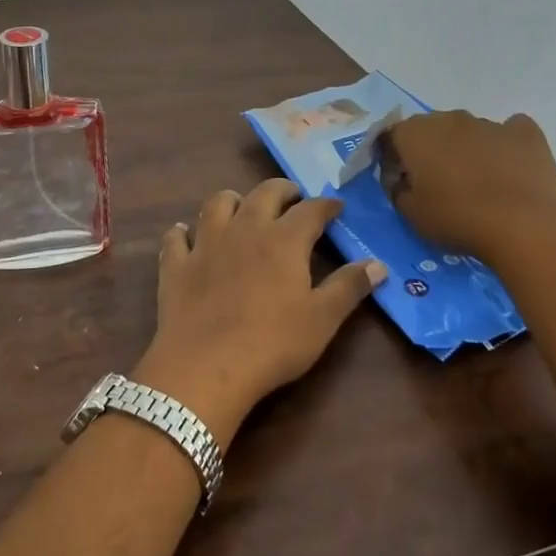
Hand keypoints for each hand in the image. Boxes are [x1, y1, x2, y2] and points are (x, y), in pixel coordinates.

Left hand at [134, 178, 384, 442]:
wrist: (207, 365)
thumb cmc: (274, 343)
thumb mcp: (322, 319)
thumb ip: (349, 287)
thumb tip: (378, 264)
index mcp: (284, 239)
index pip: (310, 210)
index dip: (326, 205)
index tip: (335, 206)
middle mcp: (245, 228)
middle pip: (264, 193)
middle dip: (282, 190)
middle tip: (292, 197)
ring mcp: (206, 243)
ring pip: (217, 203)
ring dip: (233, 200)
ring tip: (242, 208)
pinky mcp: (177, 264)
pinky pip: (177, 237)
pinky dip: (183, 233)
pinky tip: (186, 235)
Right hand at [381, 110, 555, 262]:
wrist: (524, 227)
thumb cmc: (457, 219)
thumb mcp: (411, 214)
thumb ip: (397, 190)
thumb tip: (400, 180)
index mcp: (415, 133)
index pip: (391, 136)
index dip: (391, 159)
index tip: (399, 182)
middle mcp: (449, 119)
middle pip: (430, 129)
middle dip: (428, 150)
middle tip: (436, 183)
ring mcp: (489, 123)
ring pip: (468, 131)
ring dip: (465, 149)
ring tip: (476, 182)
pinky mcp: (525, 134)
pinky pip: (509, 132)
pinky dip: (505, 145)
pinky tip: (508, 167)